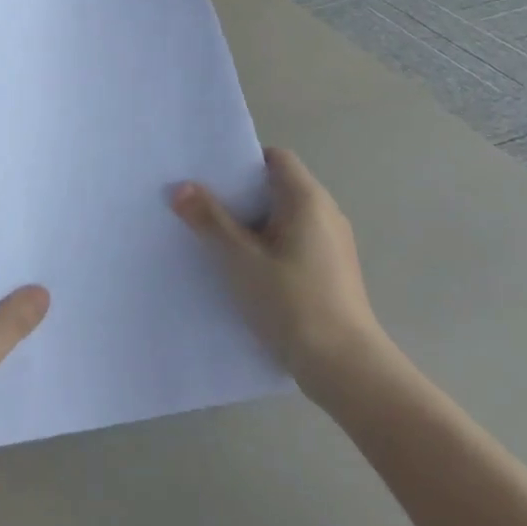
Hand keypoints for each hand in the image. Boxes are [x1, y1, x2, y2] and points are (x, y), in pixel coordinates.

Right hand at [172, 147, 387, 390]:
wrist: (345, 367)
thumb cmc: (291, 302)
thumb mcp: (240, 259)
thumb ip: (209, 219)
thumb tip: (181, 187)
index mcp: (307, 199)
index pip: (275, 158)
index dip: (242, 161)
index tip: (210, 176)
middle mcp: (326, 213)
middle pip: (278, 187)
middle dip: (240, 195)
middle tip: (201, 205)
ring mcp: (333, 244)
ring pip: (285, 218)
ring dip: (253, 224)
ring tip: (215, 239)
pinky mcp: (333, 271)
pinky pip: (294, 242)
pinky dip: (269, 246)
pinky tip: (245, 270)